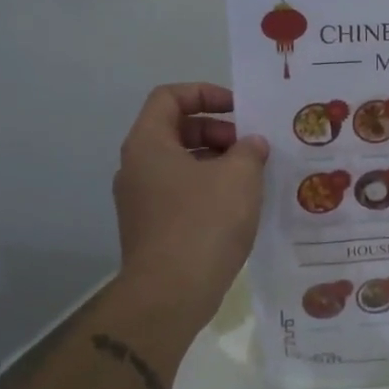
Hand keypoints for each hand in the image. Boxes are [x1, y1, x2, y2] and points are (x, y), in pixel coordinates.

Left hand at [113, 84, 267, 330]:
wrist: (170, 295)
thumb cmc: (204, 223)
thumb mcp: (239, 176)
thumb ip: (250, 150)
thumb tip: (252, 145)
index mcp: (148, 144)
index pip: (169, 97)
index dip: (205, 94)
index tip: (239, 110)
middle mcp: (136, 167)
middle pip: (176, 130)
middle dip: (217, 132)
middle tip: (251, 148)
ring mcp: (140, 201)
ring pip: (180, 164)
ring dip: (217, 162)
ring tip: (252, 177)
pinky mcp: (151, 229)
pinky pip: (181, 194)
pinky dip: (209, 189)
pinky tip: (239, 207)